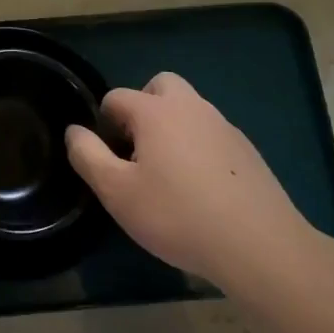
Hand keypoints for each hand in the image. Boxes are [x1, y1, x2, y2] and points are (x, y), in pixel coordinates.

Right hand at [65, 72, 322, 304]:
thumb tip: (74, 131)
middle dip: (142, 108)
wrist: (259, 246)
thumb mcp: (117, 192)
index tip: (108, 159)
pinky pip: (212, 135)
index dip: (104, 124)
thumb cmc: (177, 215)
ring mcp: (223, 126)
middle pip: (159, 87)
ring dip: (172, 128)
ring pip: (189, 110)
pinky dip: (199, 149)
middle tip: (138, 151)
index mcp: (155, 111)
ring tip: (169, 175)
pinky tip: (201, 190)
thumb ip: (88, 156)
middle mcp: (191, 107)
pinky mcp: (247, 151)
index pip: (116, 97)